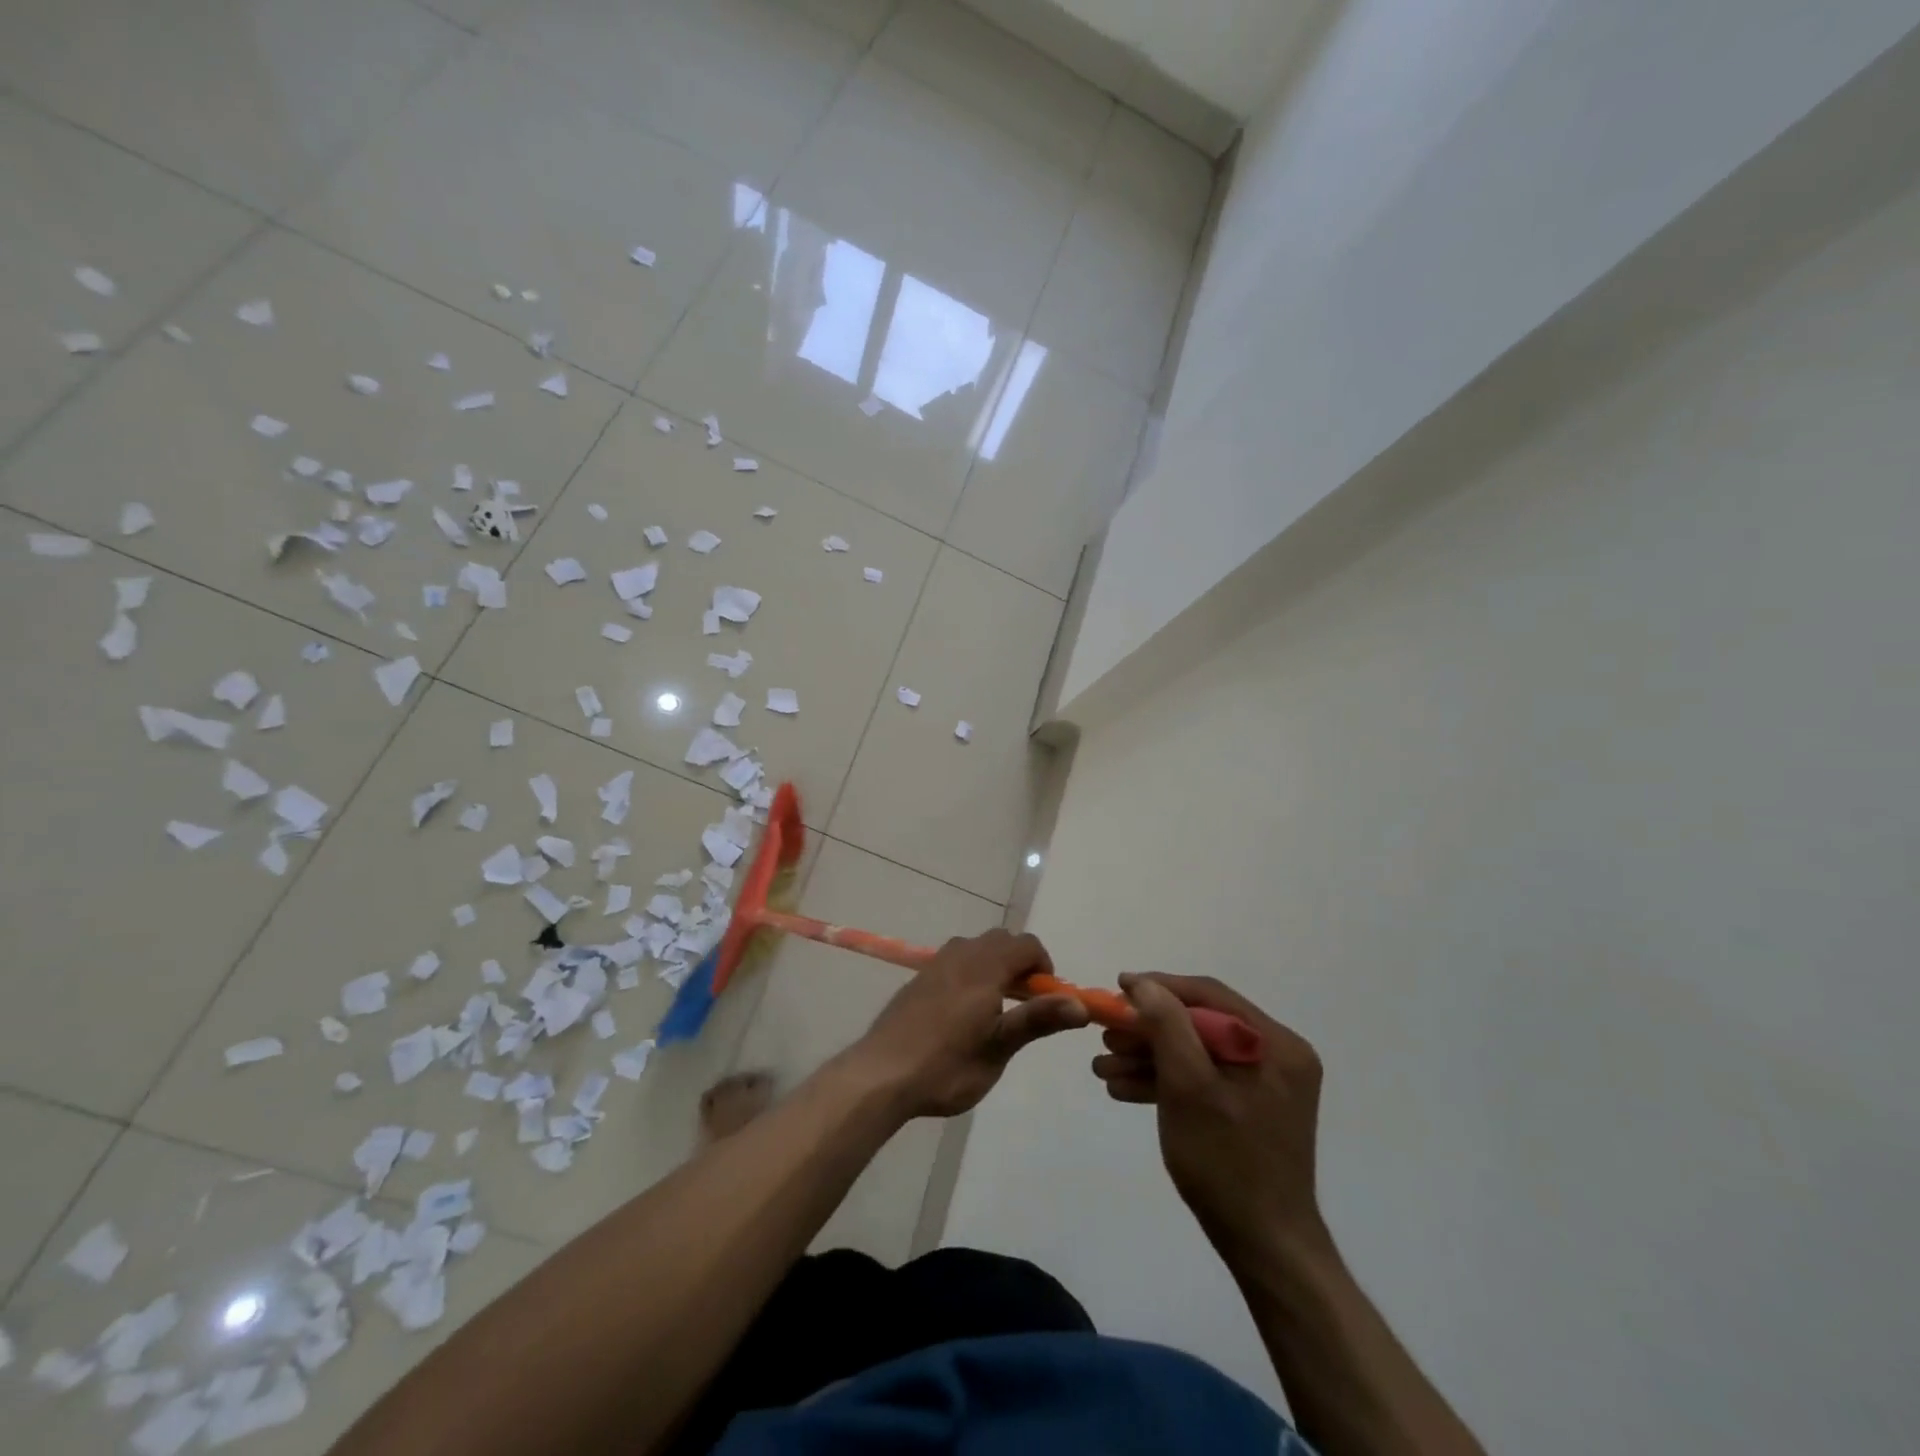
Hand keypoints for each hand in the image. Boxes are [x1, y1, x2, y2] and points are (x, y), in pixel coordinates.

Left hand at [849, 929, 1088, 1118]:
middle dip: (1019, 963)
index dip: (1044, 966)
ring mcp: (936, 964)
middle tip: (1022, 1004)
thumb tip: (1081, 1004)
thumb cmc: (946, 1066)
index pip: (1026, 945)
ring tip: (994, 1008)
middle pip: (1001, 940)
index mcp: (984, 968)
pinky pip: (955, 960)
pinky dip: (970, 972)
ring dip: (994, 965)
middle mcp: (960, 955)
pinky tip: (962, 1013)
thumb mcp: (998, 1049)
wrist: (881, 1074)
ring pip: (975, 947)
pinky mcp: (918, 978)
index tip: (1045, 999)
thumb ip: (1037, 1020)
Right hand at [1094, 974, 1327, 1258]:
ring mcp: (1266, 1084)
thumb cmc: (1226, 1162)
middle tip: (1104, 1035)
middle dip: (1147, 1030)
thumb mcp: (1187, 1086)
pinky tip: (1123, 1089)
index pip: (1208, 995)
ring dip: (1149, 1058)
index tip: (1116, 988)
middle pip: (1199, 1024)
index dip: (1158, 987)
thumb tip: (1143, 984)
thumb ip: (1166, 1026)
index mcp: (1275, 1043)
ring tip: (1102, 1068)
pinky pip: (1205, 1080)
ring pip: (1197, 1053)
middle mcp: (1277, 1055)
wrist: (1266, 1249)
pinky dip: (1167, 1082)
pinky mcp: (1252, 1108)